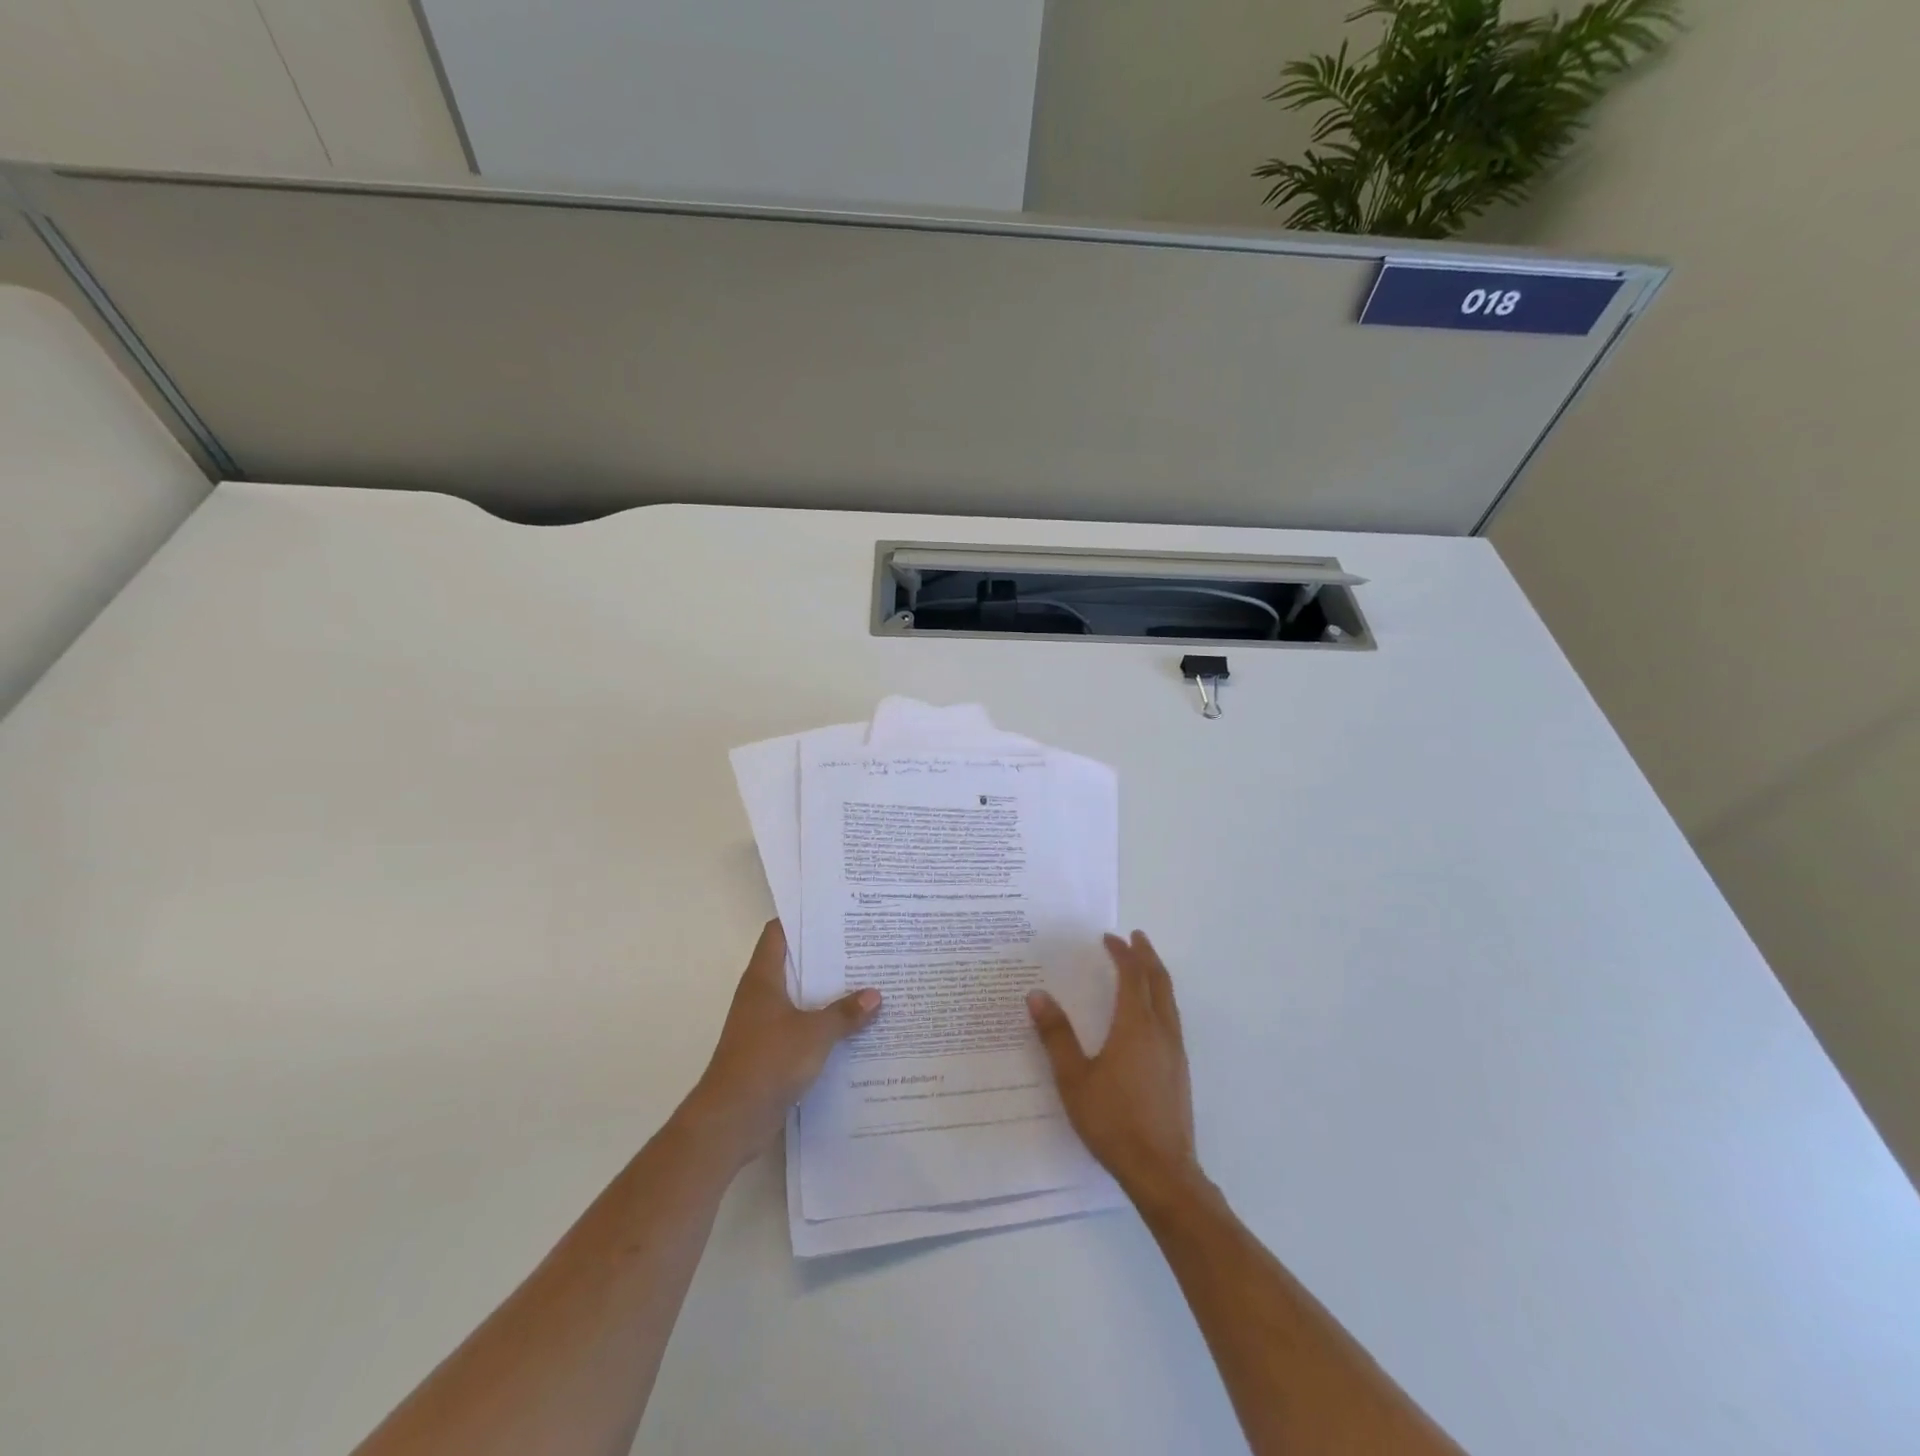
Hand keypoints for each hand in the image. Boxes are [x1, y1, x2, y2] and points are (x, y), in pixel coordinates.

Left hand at [681, 919, 880, 1167]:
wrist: (731, 1119)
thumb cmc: (768, 1061)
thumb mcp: (815, 1034)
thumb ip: (845, 1013)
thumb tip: (875, 995)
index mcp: (764, 979)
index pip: (778, 934)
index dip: (802, 920)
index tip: (834, 912)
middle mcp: (760, 996)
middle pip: (794, 965)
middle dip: (826, 958)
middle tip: (863, 946)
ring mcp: (763, 1025)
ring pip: (799, 998)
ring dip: (826, 994)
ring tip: (866, 983)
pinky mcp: (769, 1052)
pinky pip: (800, 1028)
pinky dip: (821, 1025)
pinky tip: (852, 1028)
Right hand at [1028, 931, 1201, 1209]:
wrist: (1161, 1171)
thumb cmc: (1113, 1121)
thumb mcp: (1074, 1078)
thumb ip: (1056, 1035)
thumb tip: (1037, 995)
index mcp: (1136, 1026)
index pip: (1132, 976)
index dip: (1122, 954)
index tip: (1109, 938)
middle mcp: (1161, 1031)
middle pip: (1159, 982)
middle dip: (1147, 956)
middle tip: (1136, 938)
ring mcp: (1175, 1052)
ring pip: (1170, 1001)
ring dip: (1156, 977)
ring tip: (1144, 967)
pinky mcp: (1179, 1072)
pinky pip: (1172, 1019)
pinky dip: (1160, 1000)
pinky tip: (1150, 1015)